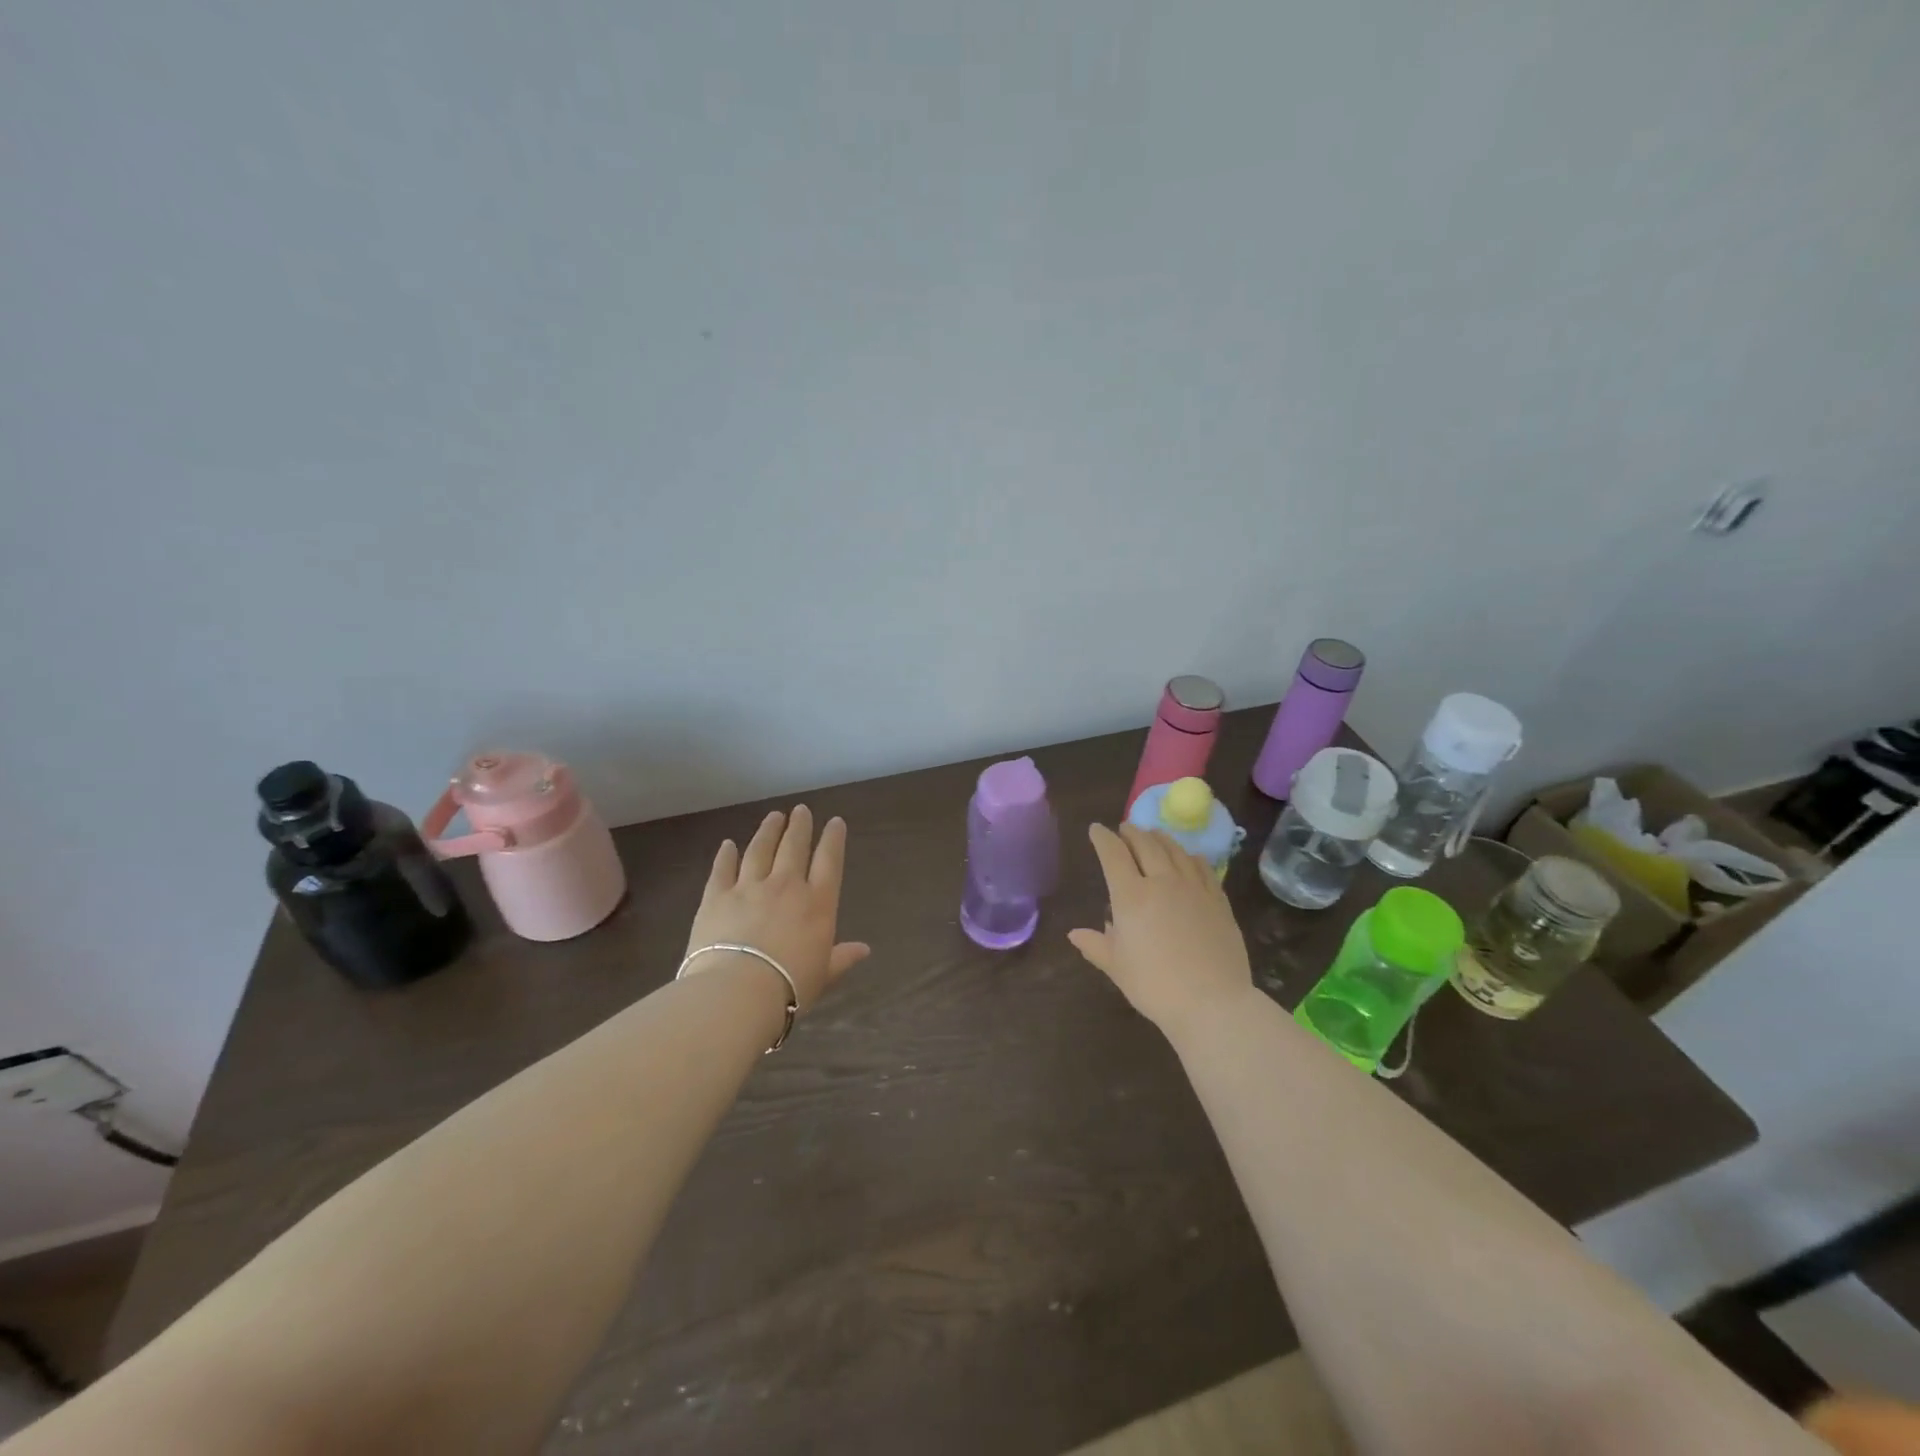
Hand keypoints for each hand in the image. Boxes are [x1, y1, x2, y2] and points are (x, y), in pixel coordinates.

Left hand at [684, 806, 870, 1011]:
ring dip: (768, 831)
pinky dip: (726, 855)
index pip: (829, 861)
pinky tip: (728, 844)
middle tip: (801, 810)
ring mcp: (749, 887)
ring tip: (774, 816)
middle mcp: (786, 886)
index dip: (833, 839)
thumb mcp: (823, 975)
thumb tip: (864, 950)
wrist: (737, 991)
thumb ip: (842, 958)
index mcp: (817, 903)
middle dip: (799, 826)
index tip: (835, 822)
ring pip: (760, 849)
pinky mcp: (716, 896)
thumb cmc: (789, 987)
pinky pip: (722, 869)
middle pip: (794, 846)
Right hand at [1068, 823, 1252, 1037]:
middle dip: (1131, 832)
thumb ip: (1096, 945)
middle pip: (1145, 844)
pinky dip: (1190, 856)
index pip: (1113, 854)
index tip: (1096, 829)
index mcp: (1131, 895)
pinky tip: (1189, 857)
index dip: (1102, 838)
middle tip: (1124, 829)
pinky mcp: (1218, 899)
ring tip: (1153, 835)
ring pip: (1175, 850)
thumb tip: (1074, 933)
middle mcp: (1162, 881)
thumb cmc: (1155, 986)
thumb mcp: (1117, 967)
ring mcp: (1193, 888)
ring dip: (1160, 838)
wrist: (1212, 1003)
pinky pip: (1203, 867)